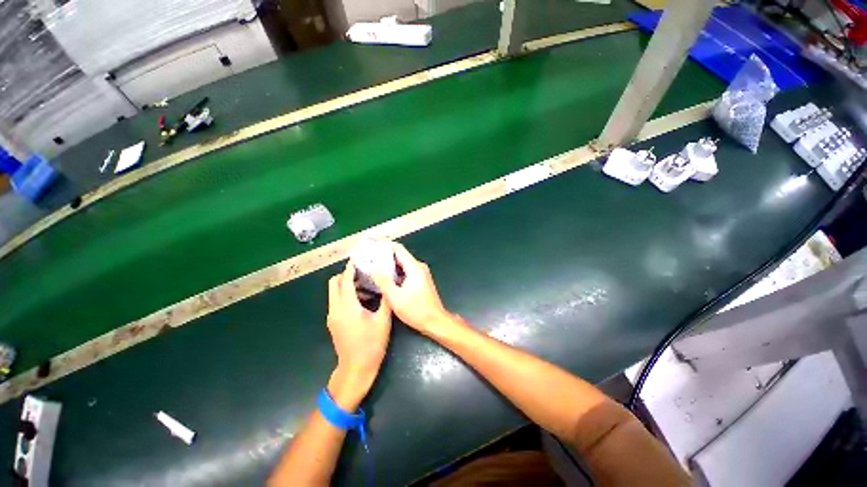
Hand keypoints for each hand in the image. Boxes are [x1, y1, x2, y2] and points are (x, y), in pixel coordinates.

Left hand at [326, 261, 391, 408]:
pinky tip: (363, 300)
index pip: (345, 281)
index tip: (358, 259)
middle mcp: (335, 309)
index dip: (351, 268)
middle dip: (346, 275)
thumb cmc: (371, 345)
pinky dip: (346, 295)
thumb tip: (388, 284)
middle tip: (363, 272)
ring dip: (347, 285)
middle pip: (333, 284)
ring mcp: (332, 316)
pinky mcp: (334, 322)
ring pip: (334, 293)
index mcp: (347, 307)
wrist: (356, 369)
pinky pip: (337, 302)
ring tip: (366, 285)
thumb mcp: (383, 321)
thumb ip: (386, 300)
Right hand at [372, 242, 457, 336]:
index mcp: (414, 267)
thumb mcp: (395, 297)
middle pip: (399, 255)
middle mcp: (418, 267)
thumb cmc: (416, 310)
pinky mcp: (420, 281)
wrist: (435, 321)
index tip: (371, 242)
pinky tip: (383, 277)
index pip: (398, 248)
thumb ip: (384, 281)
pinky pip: (405, 272)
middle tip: (368, 255)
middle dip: (383, 254)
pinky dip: (394, 272)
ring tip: (372, 265)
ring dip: (388, 264)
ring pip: (401, 264)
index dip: (384, 244)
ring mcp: (420, 274)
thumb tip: (374, 267)